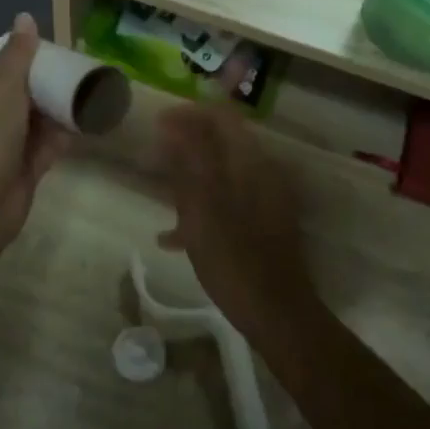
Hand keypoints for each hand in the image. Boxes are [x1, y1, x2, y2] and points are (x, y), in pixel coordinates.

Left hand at [0, 13, 70, 254]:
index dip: (25, 52)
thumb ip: (19, 51)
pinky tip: (89, 122)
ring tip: (93, 92)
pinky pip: (47, 144)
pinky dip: (64, 135)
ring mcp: (4, 140)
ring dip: (60, 108)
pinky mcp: (22, 165)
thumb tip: (24, 16)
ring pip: (37, 117)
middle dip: (48, 81)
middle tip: (81, 69)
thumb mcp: (4, 83)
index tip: (56, 48)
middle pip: (22, 88)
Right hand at [156, 105, 319, 341]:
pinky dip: (202, 208)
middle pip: (220, 143)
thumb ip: (188, 161)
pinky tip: (174, 237)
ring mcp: (266, 199)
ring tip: (159, 198)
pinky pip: (227, 202)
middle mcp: (262, 172)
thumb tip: (172, 124)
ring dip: (189, 179)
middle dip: (184, 147)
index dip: (187, 114)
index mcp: (250, 162)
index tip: (156, 124)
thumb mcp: (201, 207)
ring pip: (220, 174)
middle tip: (152, 161)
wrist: (277, 313)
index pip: (220, 116)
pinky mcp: (263, 224)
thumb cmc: (233, 257)